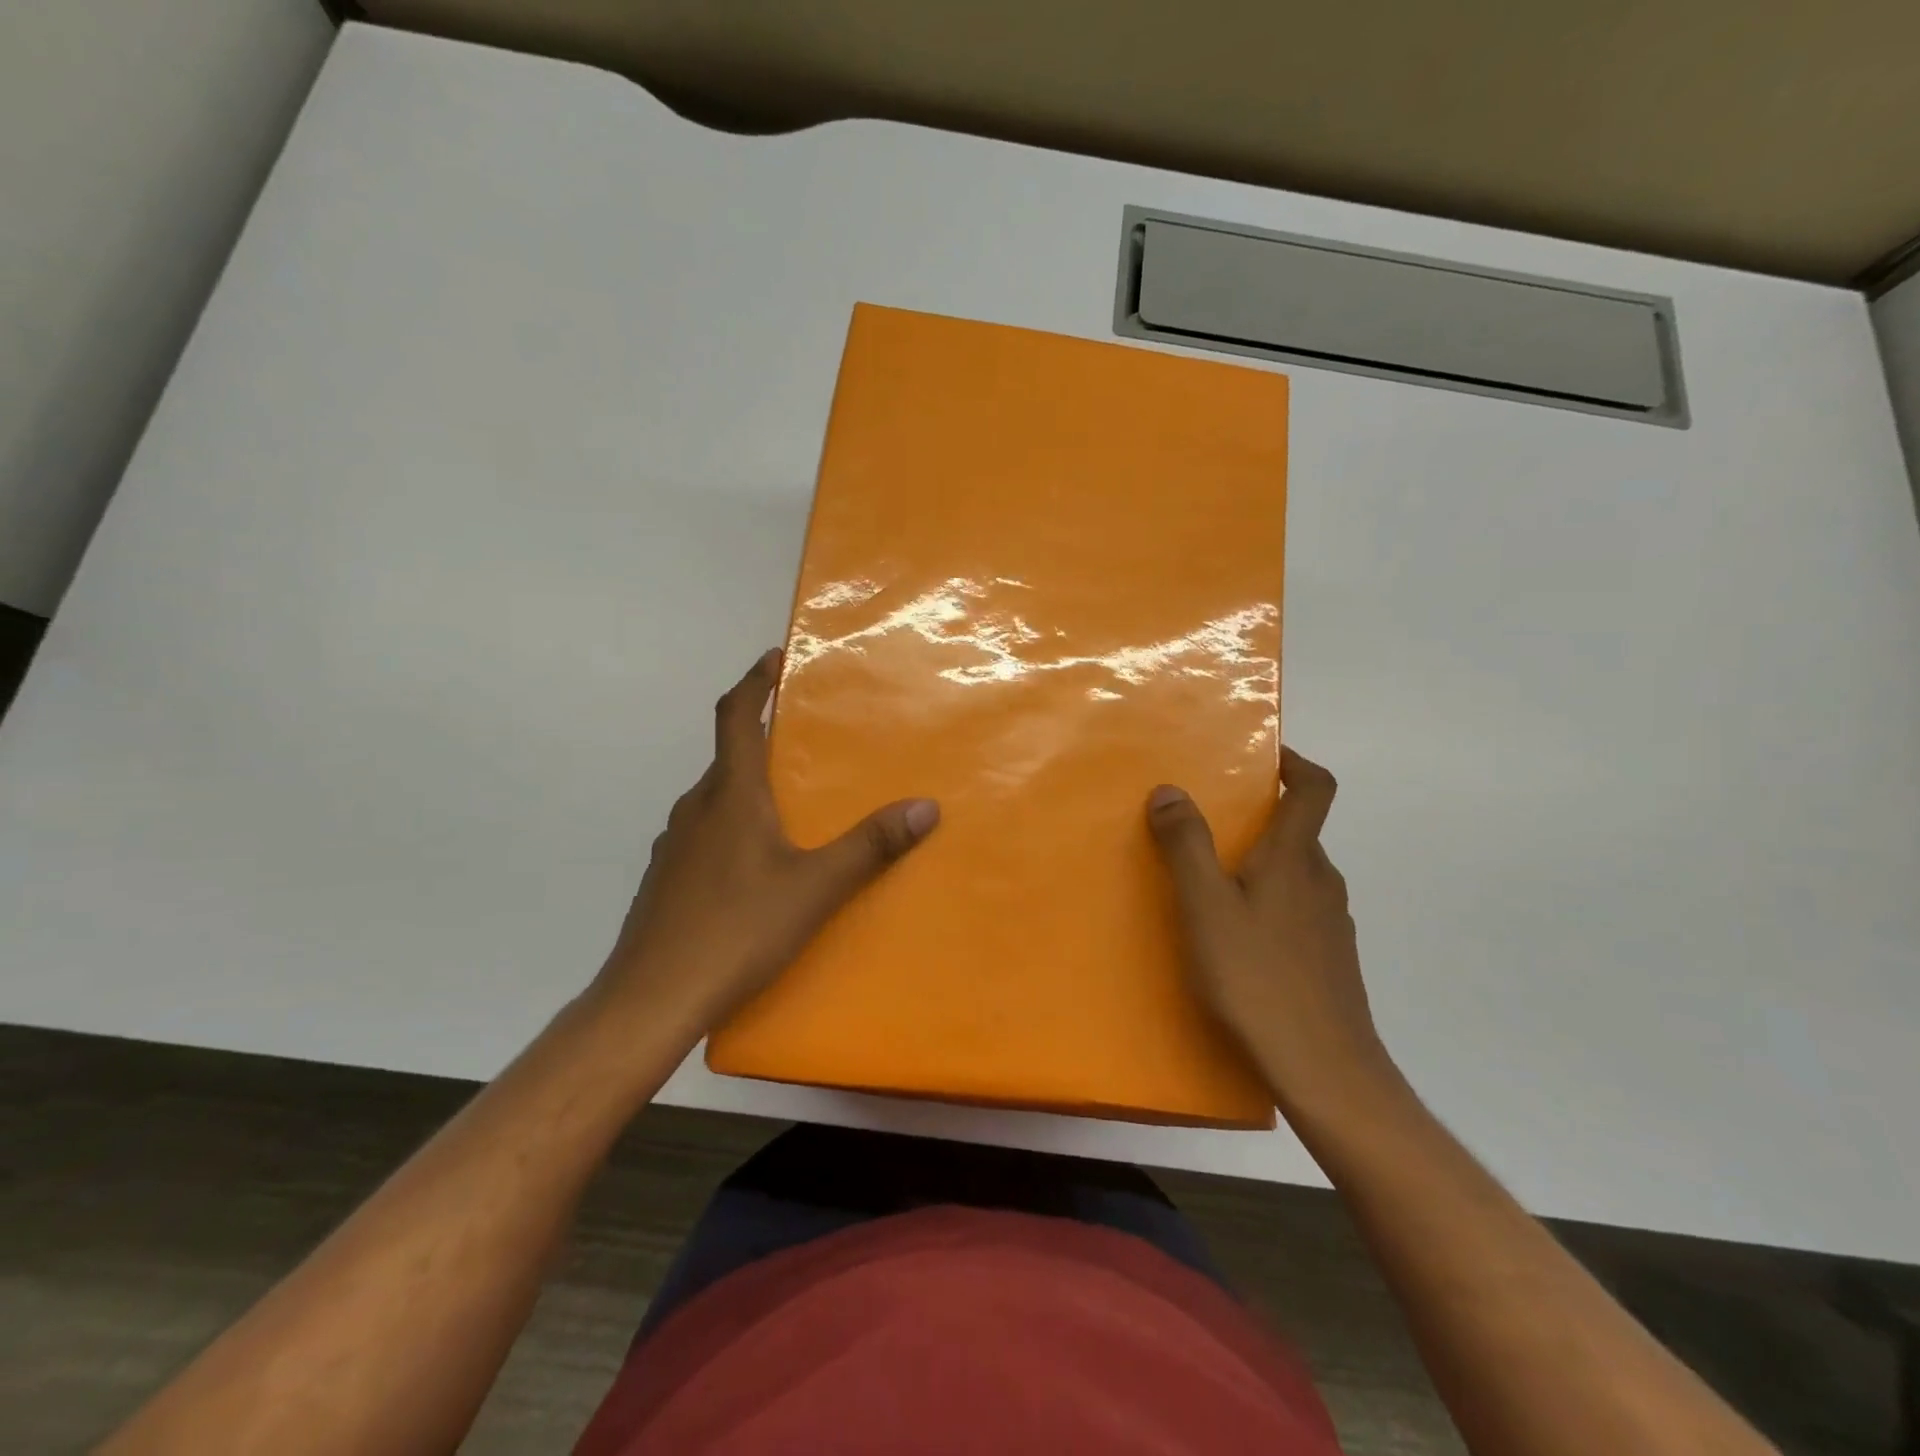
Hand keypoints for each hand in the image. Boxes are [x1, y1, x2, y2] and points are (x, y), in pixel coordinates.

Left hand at [593, 650, 939, 1032]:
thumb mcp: (815, 888)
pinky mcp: (665, 880)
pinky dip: (732, 827)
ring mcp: (674, 846)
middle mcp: (695, 809)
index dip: (754, 682)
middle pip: (728, 757)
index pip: (735, 716)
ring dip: (748, 788)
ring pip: (716, 799)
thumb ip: (871, 846)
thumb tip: (926, 806)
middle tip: (806, 744)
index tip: (773, 658)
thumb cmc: (736, 930)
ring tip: (789, 807)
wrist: (650, 1000)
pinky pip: (705, 834)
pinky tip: (756, 868)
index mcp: (729, 795)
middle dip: (763, 741)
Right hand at [1146, 749, 1395, 1114]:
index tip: (1262, 755)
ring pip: (1296, 875)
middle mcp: (1322, 882)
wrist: (1325, 1071)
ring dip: (1260, 865)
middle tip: (1206, 828)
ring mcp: (1331, 924)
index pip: (1315, 789)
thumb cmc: (1257, 979)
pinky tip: (1236, 941)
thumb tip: (1171, 790)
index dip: (1294, 762)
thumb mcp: (1205, 907)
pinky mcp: (1329, 961)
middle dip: (1257, 819)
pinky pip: (1297, 911)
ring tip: (1211, 885)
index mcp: (1295, 859)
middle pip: (1299, 832)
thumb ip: (1186, 845)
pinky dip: (1268, 904)